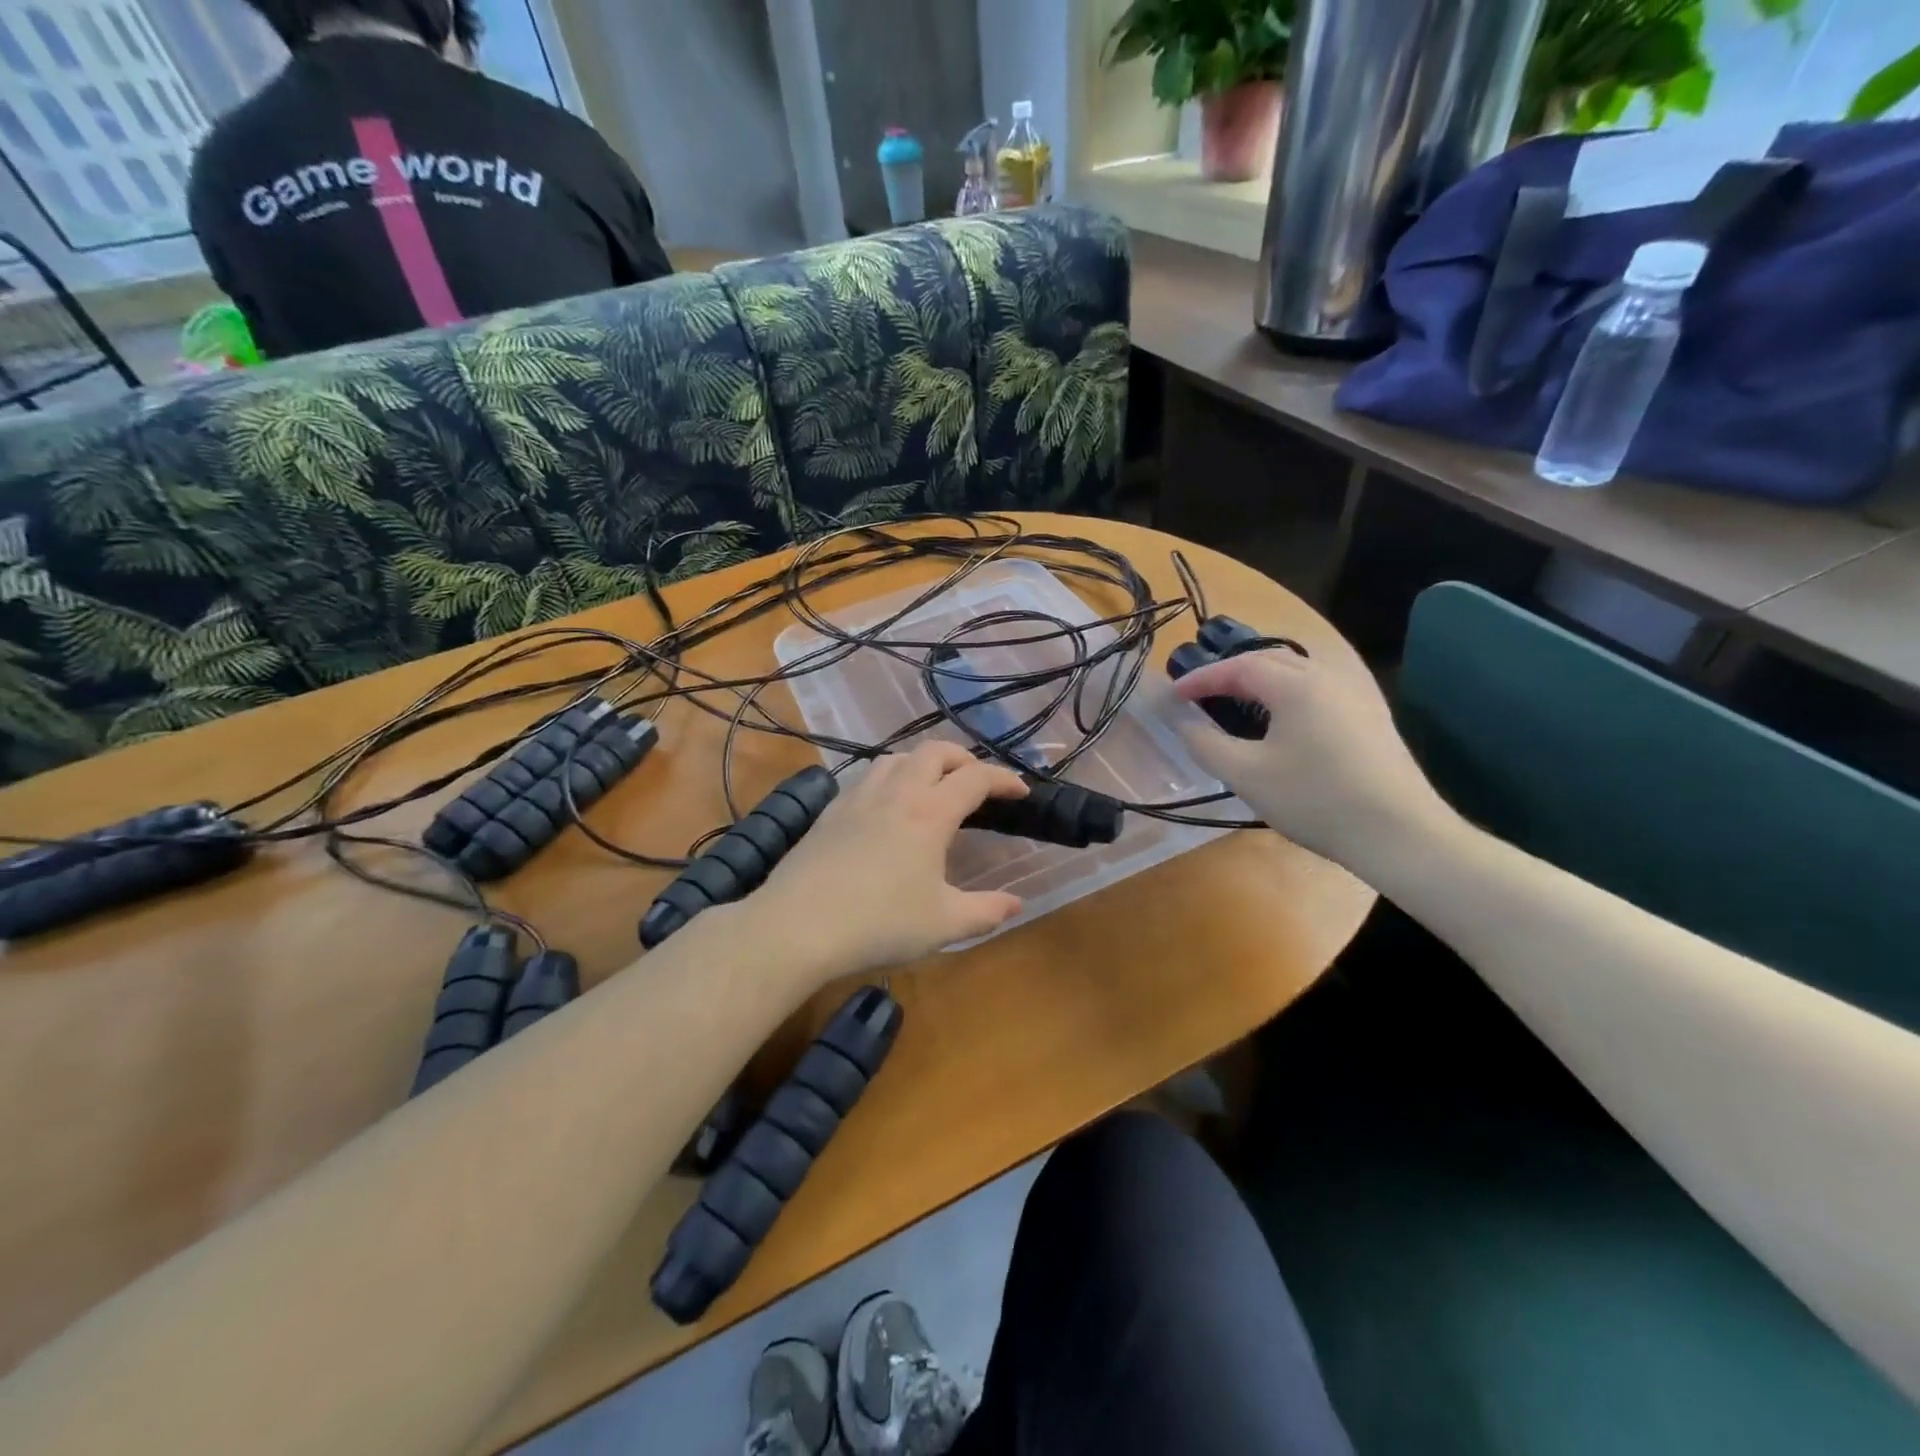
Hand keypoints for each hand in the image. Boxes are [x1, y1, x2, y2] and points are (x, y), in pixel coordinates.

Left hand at [746, 743, 1028, 983]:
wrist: (797, 926)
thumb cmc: (879, 924)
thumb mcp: (943, 925)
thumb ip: (986, 912)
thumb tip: (1016, 904)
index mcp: (929, 813)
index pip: (975, 778)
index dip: (1004, 779)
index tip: (1020, 791)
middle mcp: (895, 792)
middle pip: (934, 751)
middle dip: (963, 759)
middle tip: (977, 783)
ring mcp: (857, 797)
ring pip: (896, 758)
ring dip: (923, 764)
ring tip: (932, 789)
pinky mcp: (830, 811)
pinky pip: (867, 778)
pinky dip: (890, 780)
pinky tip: (886, 810)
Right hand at [1173, 649, 1452, 871]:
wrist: (1399, 833)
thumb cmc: (1314, 800)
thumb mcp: (1246, 775)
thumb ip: (1207, 744)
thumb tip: (1184, 723)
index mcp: (1296, 685)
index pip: (1238, 667)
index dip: (1202, 678)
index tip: (1175, 694)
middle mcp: (1328, 678)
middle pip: (1271, 660)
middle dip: (1231, 672)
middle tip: (1203, 693)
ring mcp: (1356, 696)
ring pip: (1299, 672)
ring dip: (1262, 680)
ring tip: (1238, 701)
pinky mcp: (1372, 717)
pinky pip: (1320, 689)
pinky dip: (1290, 693)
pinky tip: (1286, 718)